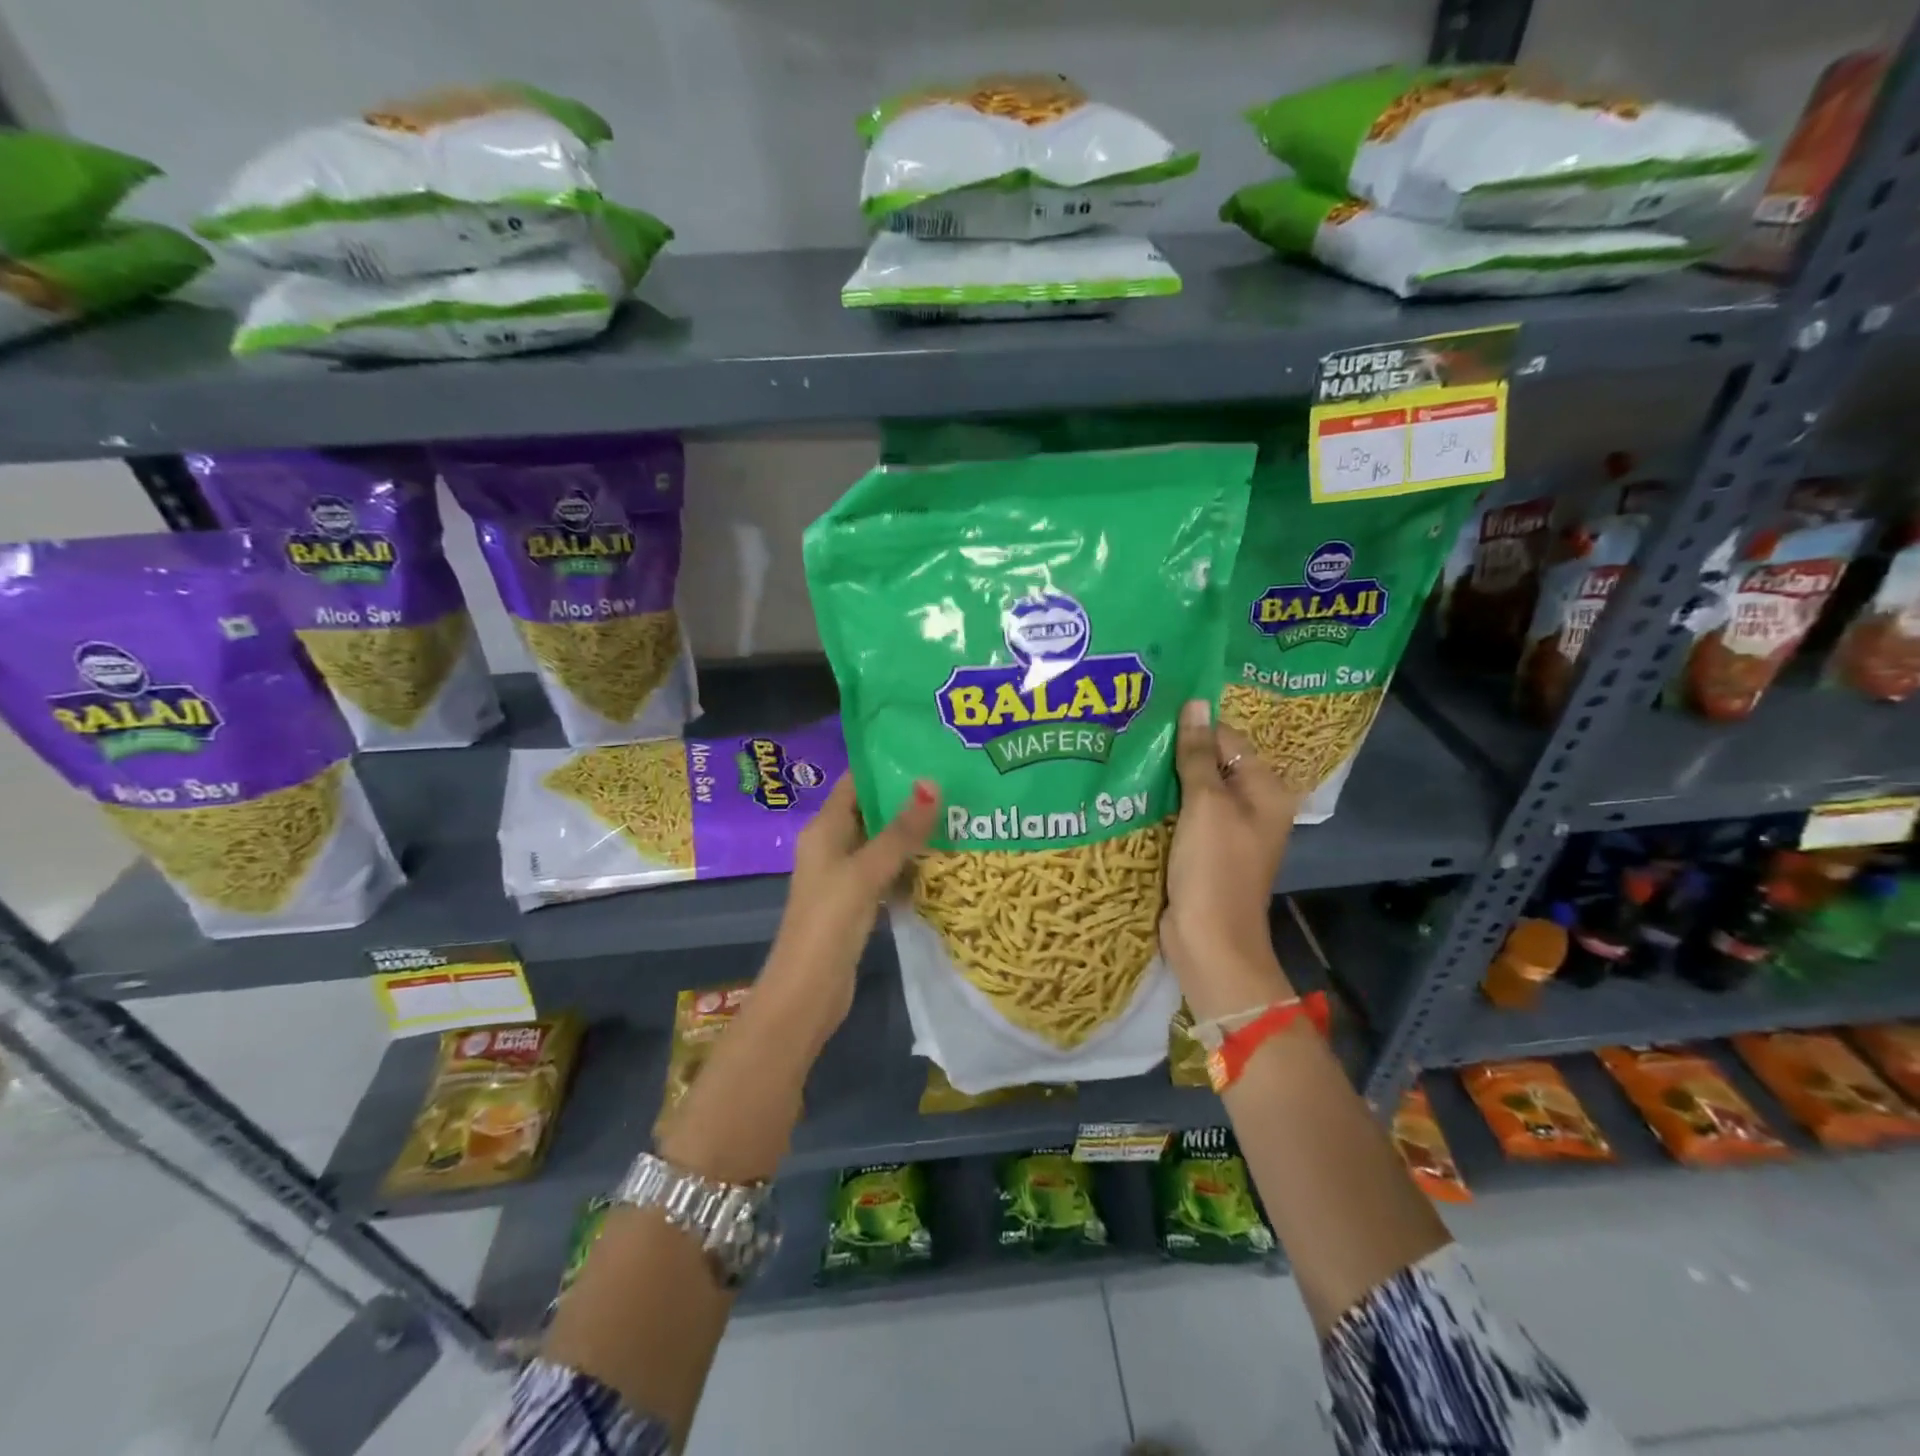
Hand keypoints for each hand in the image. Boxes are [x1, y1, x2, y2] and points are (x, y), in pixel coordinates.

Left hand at [759, 775, 939, 1042]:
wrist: (807, 992)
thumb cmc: (830, 922)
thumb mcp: (866, 871)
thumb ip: (900, 831)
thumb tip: (932, 782)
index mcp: (824, 829)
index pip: (855, 783)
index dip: (886, 766)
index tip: (928, 752)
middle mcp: (832, 846)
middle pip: (871, 811)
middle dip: (908, 799)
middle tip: (955, 783)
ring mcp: (844, 876)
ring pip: (882, 843)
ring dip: (912, 833)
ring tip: (957, 814)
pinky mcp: (857, 903)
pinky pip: (886, 872)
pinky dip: (909, 865)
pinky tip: (943, 860)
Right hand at [1162, 699, 1300, 1018]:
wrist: (1209, 942)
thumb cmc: (1214, 869)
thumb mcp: (1206, 805)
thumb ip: (1197, 755)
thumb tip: (1196, 702)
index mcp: (1266, 790)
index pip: (1227, 739)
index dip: (1192, 727)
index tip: (1149, 718)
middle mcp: (1251, 805)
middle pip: (1211, 763)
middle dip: (1175, 752)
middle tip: (1131, 733)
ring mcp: (1226, 829)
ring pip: (1192, 789)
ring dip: (1164, 778)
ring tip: (1125, 756)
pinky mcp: (1202, 849)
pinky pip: (1182, 815)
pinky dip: (1162, 804)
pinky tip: (1131, 792)